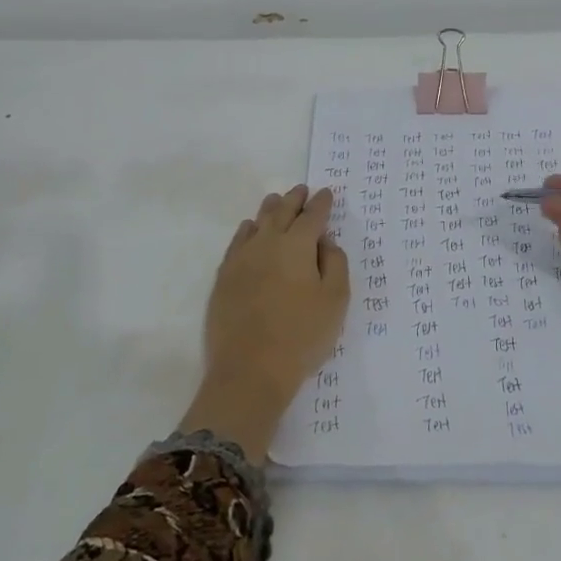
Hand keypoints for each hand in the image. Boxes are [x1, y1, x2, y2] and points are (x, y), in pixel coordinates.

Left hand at [181, 184, 350, 459]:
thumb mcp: (336, 300)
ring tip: (277, 201)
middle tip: (302, 190)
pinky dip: (247, 230)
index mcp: (298, 245)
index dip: (322, 203)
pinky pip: (237, 242)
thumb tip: (326, 241)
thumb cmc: (302, 336)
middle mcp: (267, 243)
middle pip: (282, 212)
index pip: (312, 215)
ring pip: (257, 222)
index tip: (326, 193)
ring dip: (270, 209)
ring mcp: (241, 259)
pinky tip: (248, 230)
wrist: (250, 371)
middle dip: (294, 199)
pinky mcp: (224, 277)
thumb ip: (336, 263)